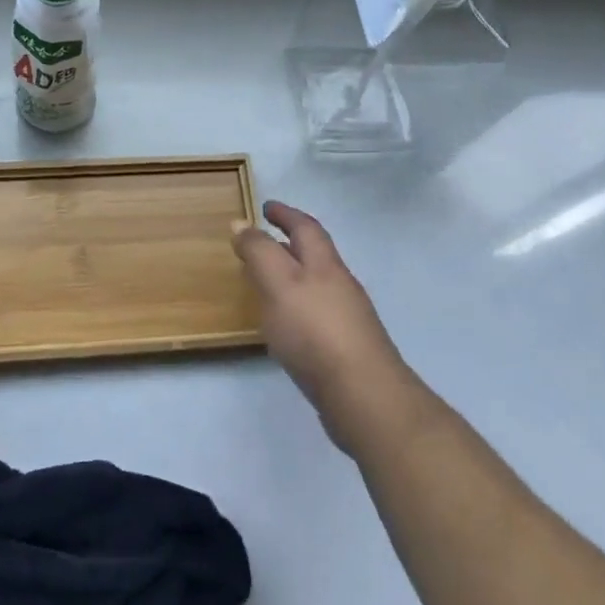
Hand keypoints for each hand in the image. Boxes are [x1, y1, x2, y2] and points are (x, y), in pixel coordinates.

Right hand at [233, 201, 422, 455]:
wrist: (364, 397)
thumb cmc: (315, 331)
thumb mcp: (279, 283)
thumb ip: (259, 252)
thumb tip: (241, 223)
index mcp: (324, 264)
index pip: (305, 227)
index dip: (285, 214)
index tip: (265, 207)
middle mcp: (340, 285)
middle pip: (314, 255)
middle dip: (288, 244)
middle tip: (261, 243)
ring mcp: (347, 319)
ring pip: (315, 286)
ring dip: (292, 278)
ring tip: (265, 285)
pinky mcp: (346, 351)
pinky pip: (317, 317)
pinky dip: (298, 310)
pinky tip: (285, 328)